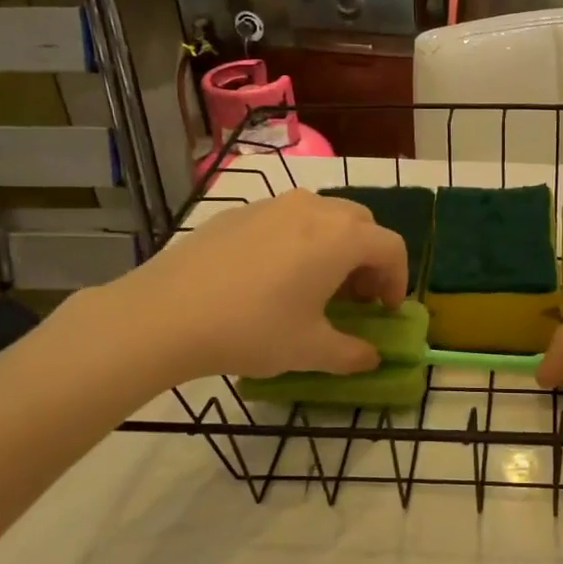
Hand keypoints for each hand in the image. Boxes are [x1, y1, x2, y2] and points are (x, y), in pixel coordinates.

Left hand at [92, 191, 407, 383]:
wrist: (165, 314)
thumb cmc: (252, 329)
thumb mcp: (310, 350)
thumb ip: (352, 354)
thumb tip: (371, 358)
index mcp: (342, 238)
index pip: (391, 248)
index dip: (398, 280)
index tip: (385, 311)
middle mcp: (315, 209)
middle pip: (361, 224)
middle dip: (368, 259)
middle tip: (355, 298)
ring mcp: (274, 205)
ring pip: (324, 217)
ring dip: (335, 246)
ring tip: (315, 285)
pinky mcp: (240, 212)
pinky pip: (287, 219)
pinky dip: (299, 241)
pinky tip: (272, 278)